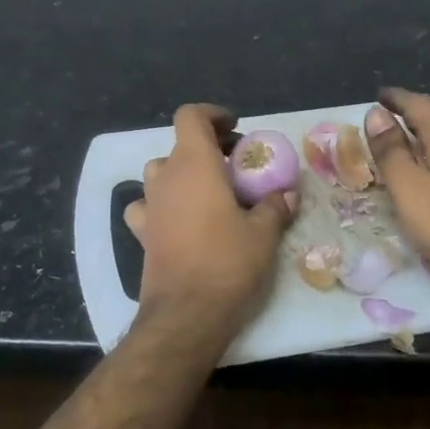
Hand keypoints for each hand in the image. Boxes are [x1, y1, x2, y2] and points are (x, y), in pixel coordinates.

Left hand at [125, 104, 298, 345]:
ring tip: (209, 190)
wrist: (186, 314)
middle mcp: (166, 177)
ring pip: (160, 172)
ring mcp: (149, 205)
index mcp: (194, 164)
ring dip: (182, 173)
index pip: (190, 117)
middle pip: (179, 145)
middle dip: (207, 147)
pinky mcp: (142, 233)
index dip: (212, 115)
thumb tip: (287, 194)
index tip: (235, 128)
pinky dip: (161, 204)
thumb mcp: (264, 234)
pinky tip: (178, 218)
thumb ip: (275, 206)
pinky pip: (147, 205)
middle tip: (235, 165)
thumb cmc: (227, 263)